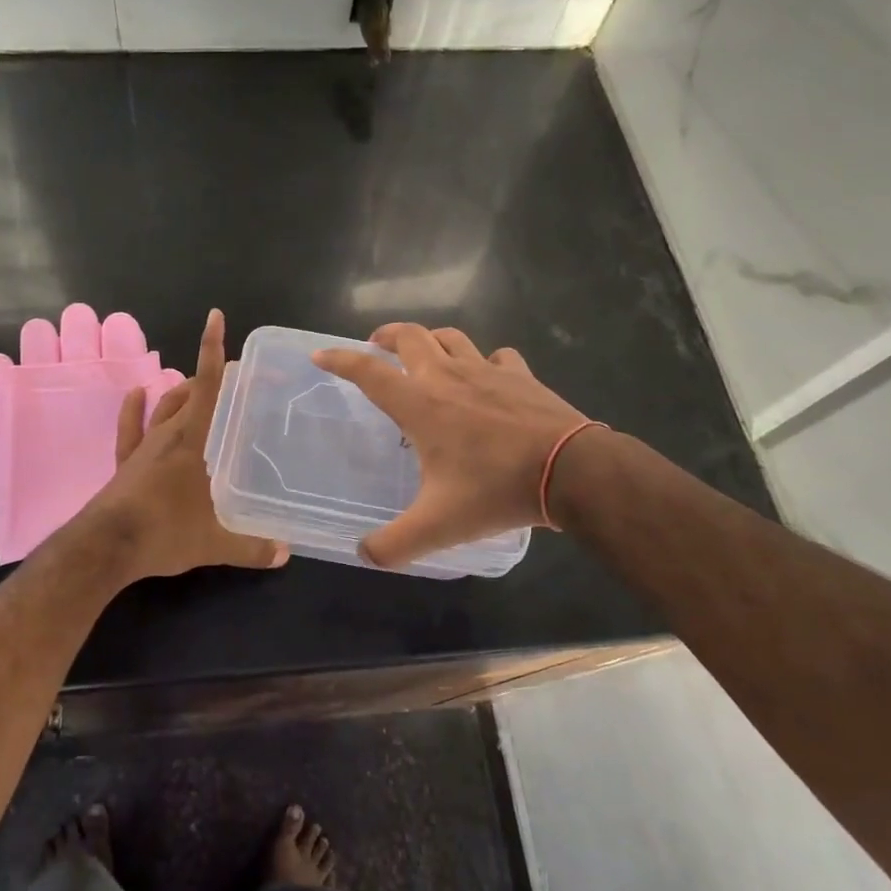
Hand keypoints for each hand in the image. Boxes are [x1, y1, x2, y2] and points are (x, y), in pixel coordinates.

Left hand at [83, 309, 288, 582]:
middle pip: (191, 392)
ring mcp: (144, 447)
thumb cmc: (164, 533)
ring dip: (181, 391)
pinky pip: (130, 428)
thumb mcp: (214, 543)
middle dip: (213, 378)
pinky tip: (137, 392)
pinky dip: (134, 408)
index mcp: (193, 440)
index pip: (208, 386)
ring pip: (164, 406)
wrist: (106, 546)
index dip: (213, 350)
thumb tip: (285, 553)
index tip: (216, 318)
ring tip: (197, 385)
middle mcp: (169, 434)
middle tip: (238, 377)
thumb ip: (251, 547)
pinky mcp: (125, 462)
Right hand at [312, 323, 594, 567]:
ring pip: (451, 337)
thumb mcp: (438, 526)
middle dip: (386, 336)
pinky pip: (496, 356)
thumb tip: (363, 555)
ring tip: (424, 354)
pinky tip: (487, 376)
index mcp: (419, 404)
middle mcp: (446, 376)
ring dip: (431, 340)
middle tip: (376, 347)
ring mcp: (486, 370)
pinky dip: (485, 361)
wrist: (570, 470)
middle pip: (409, 336)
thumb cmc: (495, 490)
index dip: (339, 360)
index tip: (320, 356)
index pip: (367, 371)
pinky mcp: (520, 374)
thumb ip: (394, 544)